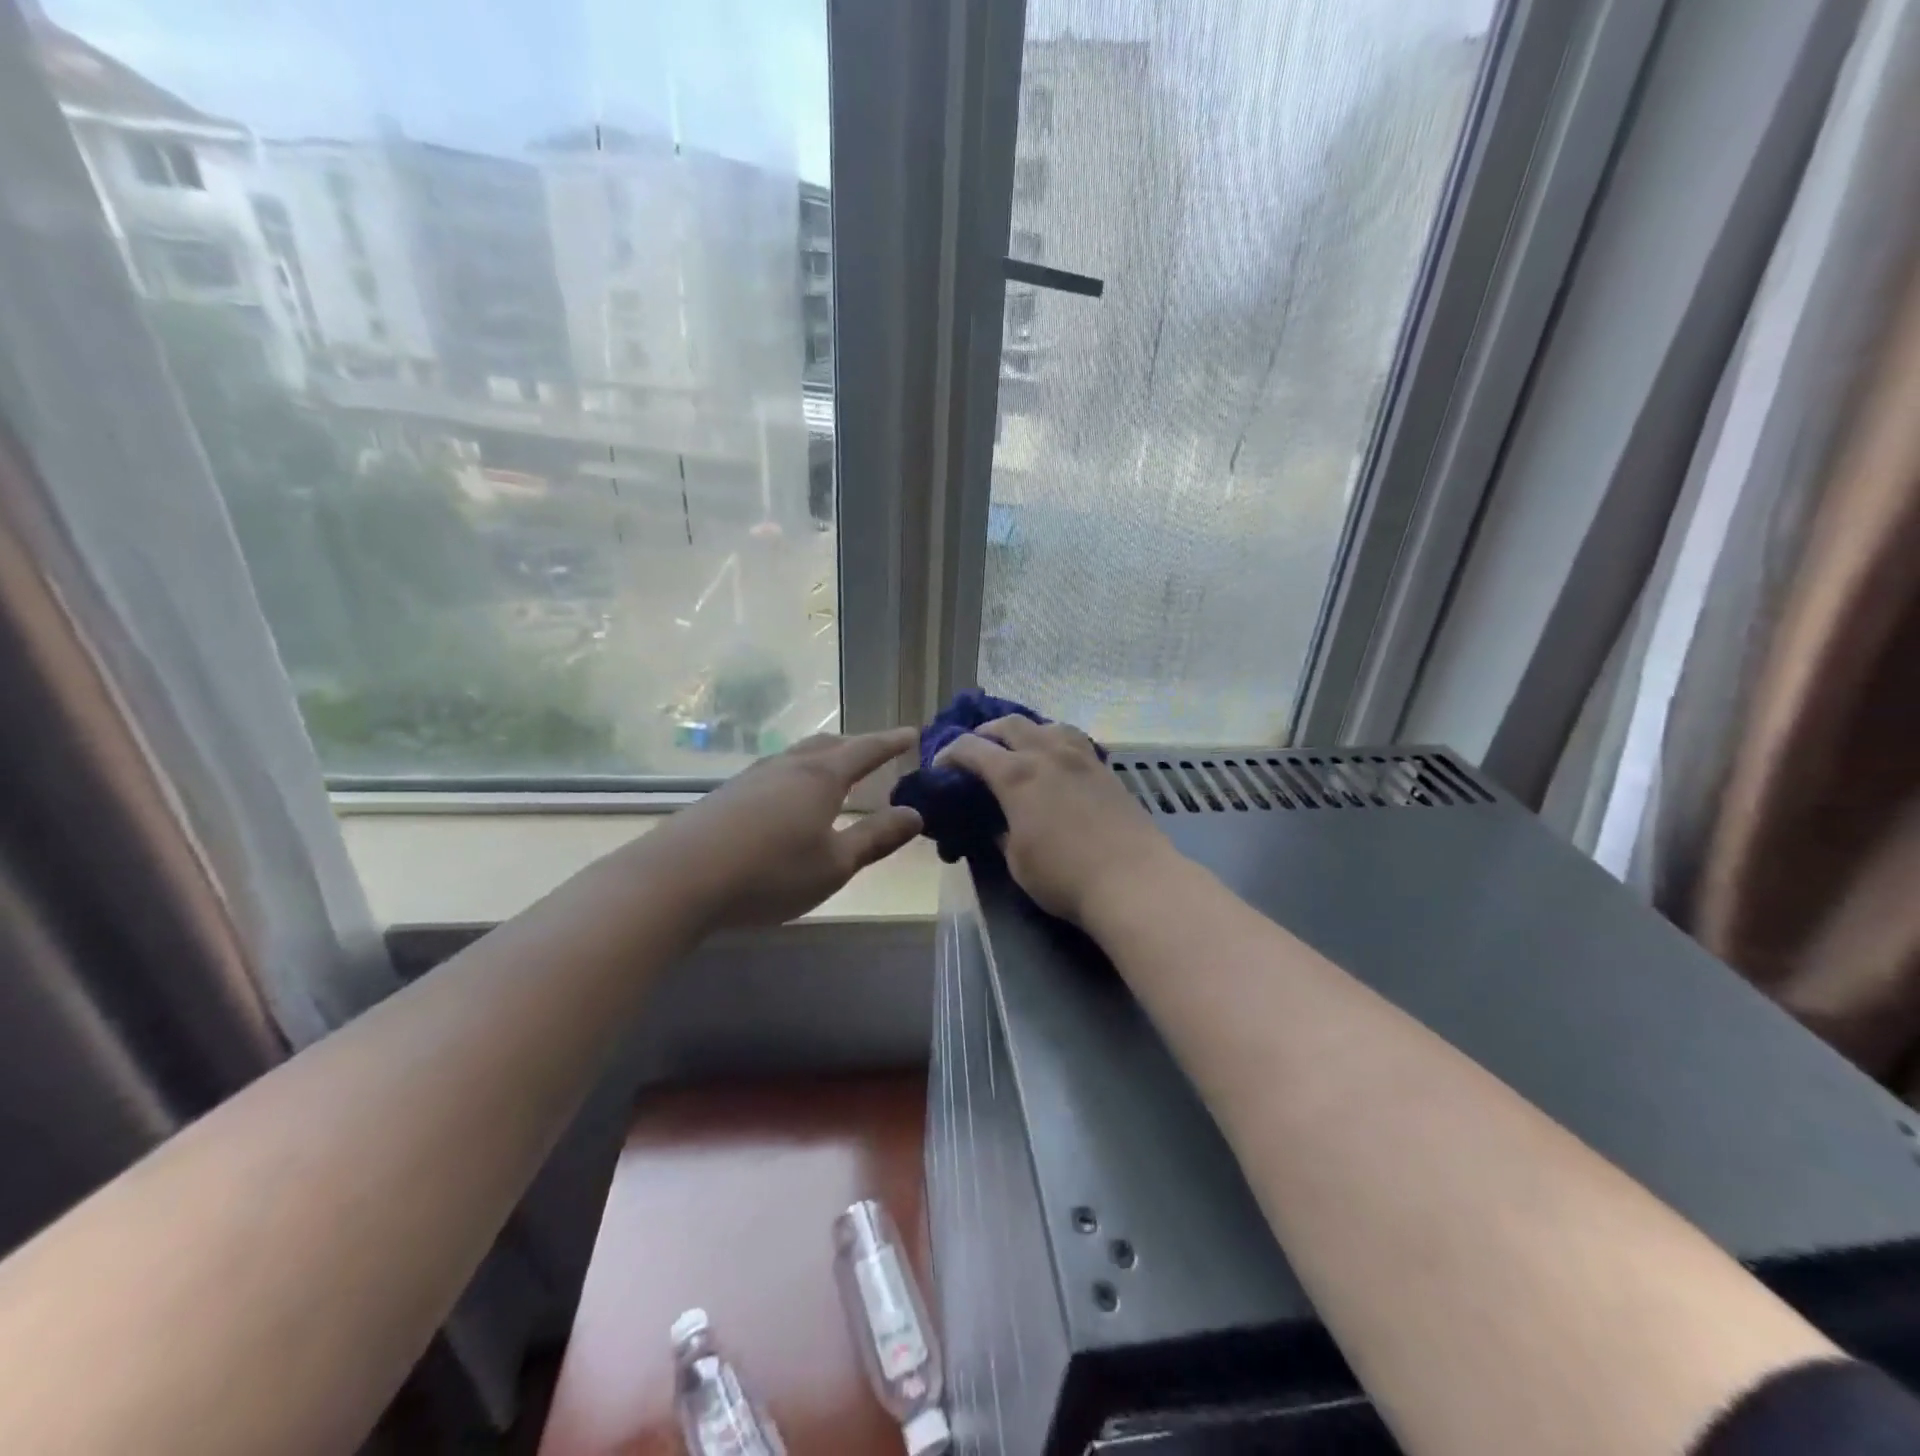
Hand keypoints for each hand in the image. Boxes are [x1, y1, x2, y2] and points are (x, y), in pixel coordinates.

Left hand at [661, 728, 923, 928]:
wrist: (678, 879)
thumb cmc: (770, 872)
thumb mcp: (835, 864)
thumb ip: (875, 838)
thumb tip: (915, 814)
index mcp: (821, 777)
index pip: (865, 750)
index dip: (891, 742)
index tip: (912, 733)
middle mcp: (788, 767)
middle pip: (828, 745)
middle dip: (856, 745)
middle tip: (876, 749)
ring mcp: (752, 778)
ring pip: (797, 756)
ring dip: (823, 757)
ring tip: (834, 769)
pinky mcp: (725, 796)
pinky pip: (773, 773)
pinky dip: (795, 775)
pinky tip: (785, 797)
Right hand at [934, 716, 1177, 924]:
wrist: (1133, 880)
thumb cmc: (1064, 876)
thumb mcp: (1017, 860)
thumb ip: (1001, 832)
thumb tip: (996, 822)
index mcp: (1016, 775)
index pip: (972, 748)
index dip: (950, 753)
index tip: (940, 766)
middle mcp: (1047, 753)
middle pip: (1009, 724)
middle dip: (986, 733)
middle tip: (976, 749)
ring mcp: (1081, 757)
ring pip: (1046, 724)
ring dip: (1024, 731)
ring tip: (1018, 748)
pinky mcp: (1105, 769)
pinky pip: (1073, 739)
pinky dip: (1054, 741)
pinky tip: (1056, 760)